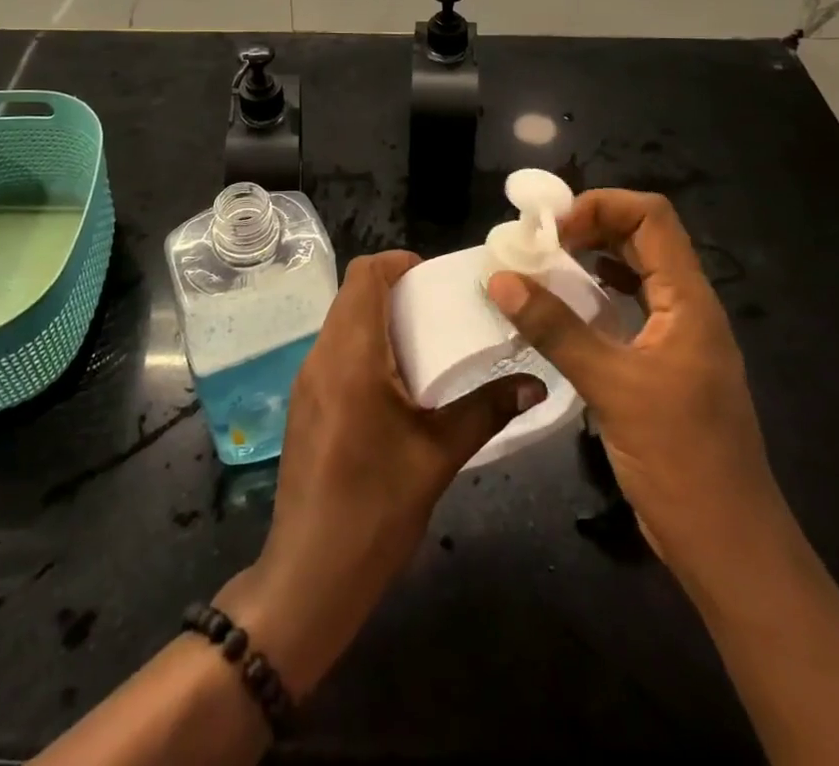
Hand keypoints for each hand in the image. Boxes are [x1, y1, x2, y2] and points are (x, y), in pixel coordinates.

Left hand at [217, 250, 542, 696]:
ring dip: (378, 319)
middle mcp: (321, 356)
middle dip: (394, 291)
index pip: (364, 274)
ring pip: (341, 323)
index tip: (434, 278)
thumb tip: (534, 384)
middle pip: (352, 295)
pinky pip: (334, 352)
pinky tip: (395, 384)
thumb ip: (485, 411)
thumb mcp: (439, 456)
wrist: (310, 574)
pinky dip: (363, 346)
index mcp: (351, 355)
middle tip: (439, 310)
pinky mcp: (304, 404)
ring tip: (424, 344)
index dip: (398, 263)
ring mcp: (306, 381)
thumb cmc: (375, 508)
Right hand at [486, 190, 785, 584]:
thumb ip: (556, 329)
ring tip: (542, 268)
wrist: (728, 546)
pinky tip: (564, 310)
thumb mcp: (612, 387)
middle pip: (642, 238)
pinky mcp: (662, 366)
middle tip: (537, 244)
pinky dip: (595, 297)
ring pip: (634, 273)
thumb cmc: (681, 460)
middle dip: (589, 227)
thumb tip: (500, 278)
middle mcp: (686, 308)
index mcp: (689, 300)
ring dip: (590, 260)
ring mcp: (676, 338)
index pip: (652, 217)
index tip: (553, 229)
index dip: (601, 206)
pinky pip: (628, 309)